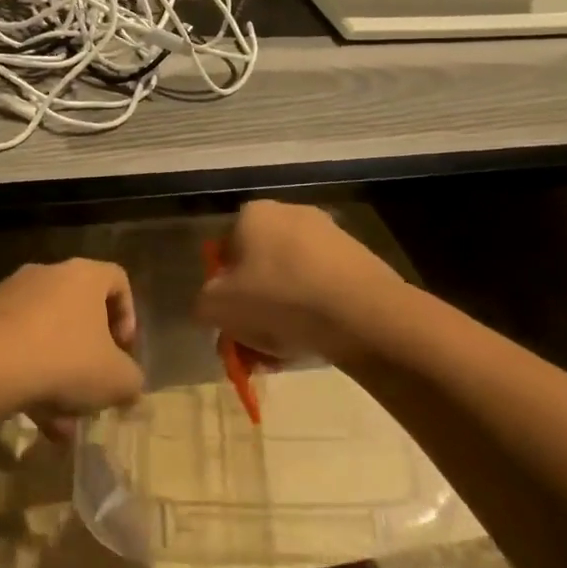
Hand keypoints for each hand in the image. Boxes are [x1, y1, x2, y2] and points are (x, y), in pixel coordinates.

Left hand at [0, 260, 142, 432]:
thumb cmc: (63, 359)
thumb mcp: (115, 380)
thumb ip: (131, 381)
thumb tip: (129, 386)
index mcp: (84, 276)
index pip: (117, 280)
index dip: (128, 316)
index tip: (123, 351)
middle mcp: (47, 275)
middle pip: (78, 314)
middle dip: (87, 360)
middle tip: (92, 394)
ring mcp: (10, 296)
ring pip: (45, 338)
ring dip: (58, 380)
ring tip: (61, 427)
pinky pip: (15, 348)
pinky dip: (28, 380)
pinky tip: (33, 421)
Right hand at [193, 200, 404, 365]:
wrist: (363, 314)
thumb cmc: (279, 299)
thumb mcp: (218, 307)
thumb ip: (203, 304)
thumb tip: (209, 307)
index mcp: (252, 214)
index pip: (224, 250)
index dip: (221, 289)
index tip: (227, 322)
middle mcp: (289, 213)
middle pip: (258, 267)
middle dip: (252, 306)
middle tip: (251, 344)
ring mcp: (328, 235)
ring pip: (290, 281)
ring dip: (281, 314)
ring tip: (280, 355)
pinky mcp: (358, 260)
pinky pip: (321, 289)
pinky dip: (312, 314)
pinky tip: (310, 345)